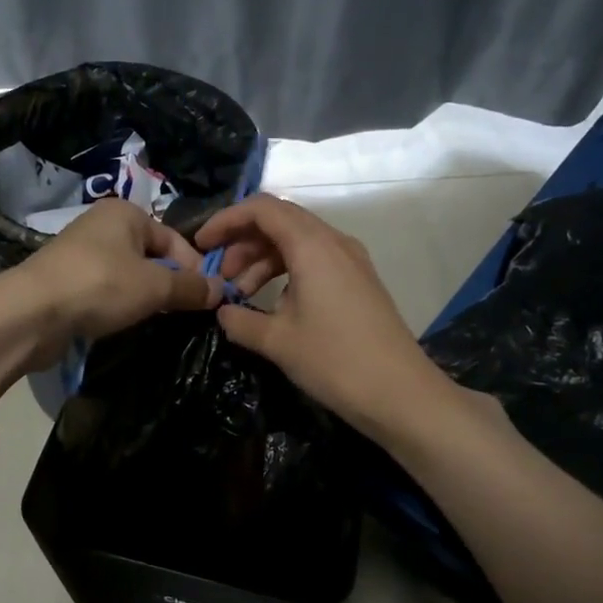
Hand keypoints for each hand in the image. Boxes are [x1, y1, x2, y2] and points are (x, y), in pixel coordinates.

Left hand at [1, 199, 221, 368]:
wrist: (32, 312)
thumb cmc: (100, 286)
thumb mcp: (154, 286)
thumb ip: (190, 287)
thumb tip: (221, 290)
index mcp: (125, 213)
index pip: (174, 239)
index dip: (193, 268)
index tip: (205, 299)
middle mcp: (102, 225)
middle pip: (151, 255)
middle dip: (168, 283)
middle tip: (181, 312)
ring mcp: (80, 252)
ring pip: (128, 274)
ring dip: (143, 296)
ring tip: (153, 319)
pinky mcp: (66, 280)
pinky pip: (105, 289)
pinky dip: (117, 304)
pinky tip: (122, 322)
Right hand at [194, 194, 447, 435]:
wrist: (400, 393)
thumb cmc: (335, 361)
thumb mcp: (277, 342)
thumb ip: (240, 321)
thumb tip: (222, 311)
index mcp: (313, 246)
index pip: (262, 209)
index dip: (226, 220)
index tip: (202, 245)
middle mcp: (334, 242)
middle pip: (279, 221)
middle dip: (242, 242)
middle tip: (219, 276)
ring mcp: (350, 261)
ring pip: (296, 242)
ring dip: (262, 260)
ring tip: (240, 294)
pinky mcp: (357, 281)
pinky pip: (314, 260)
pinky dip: (285, 272)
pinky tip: (272, 304)